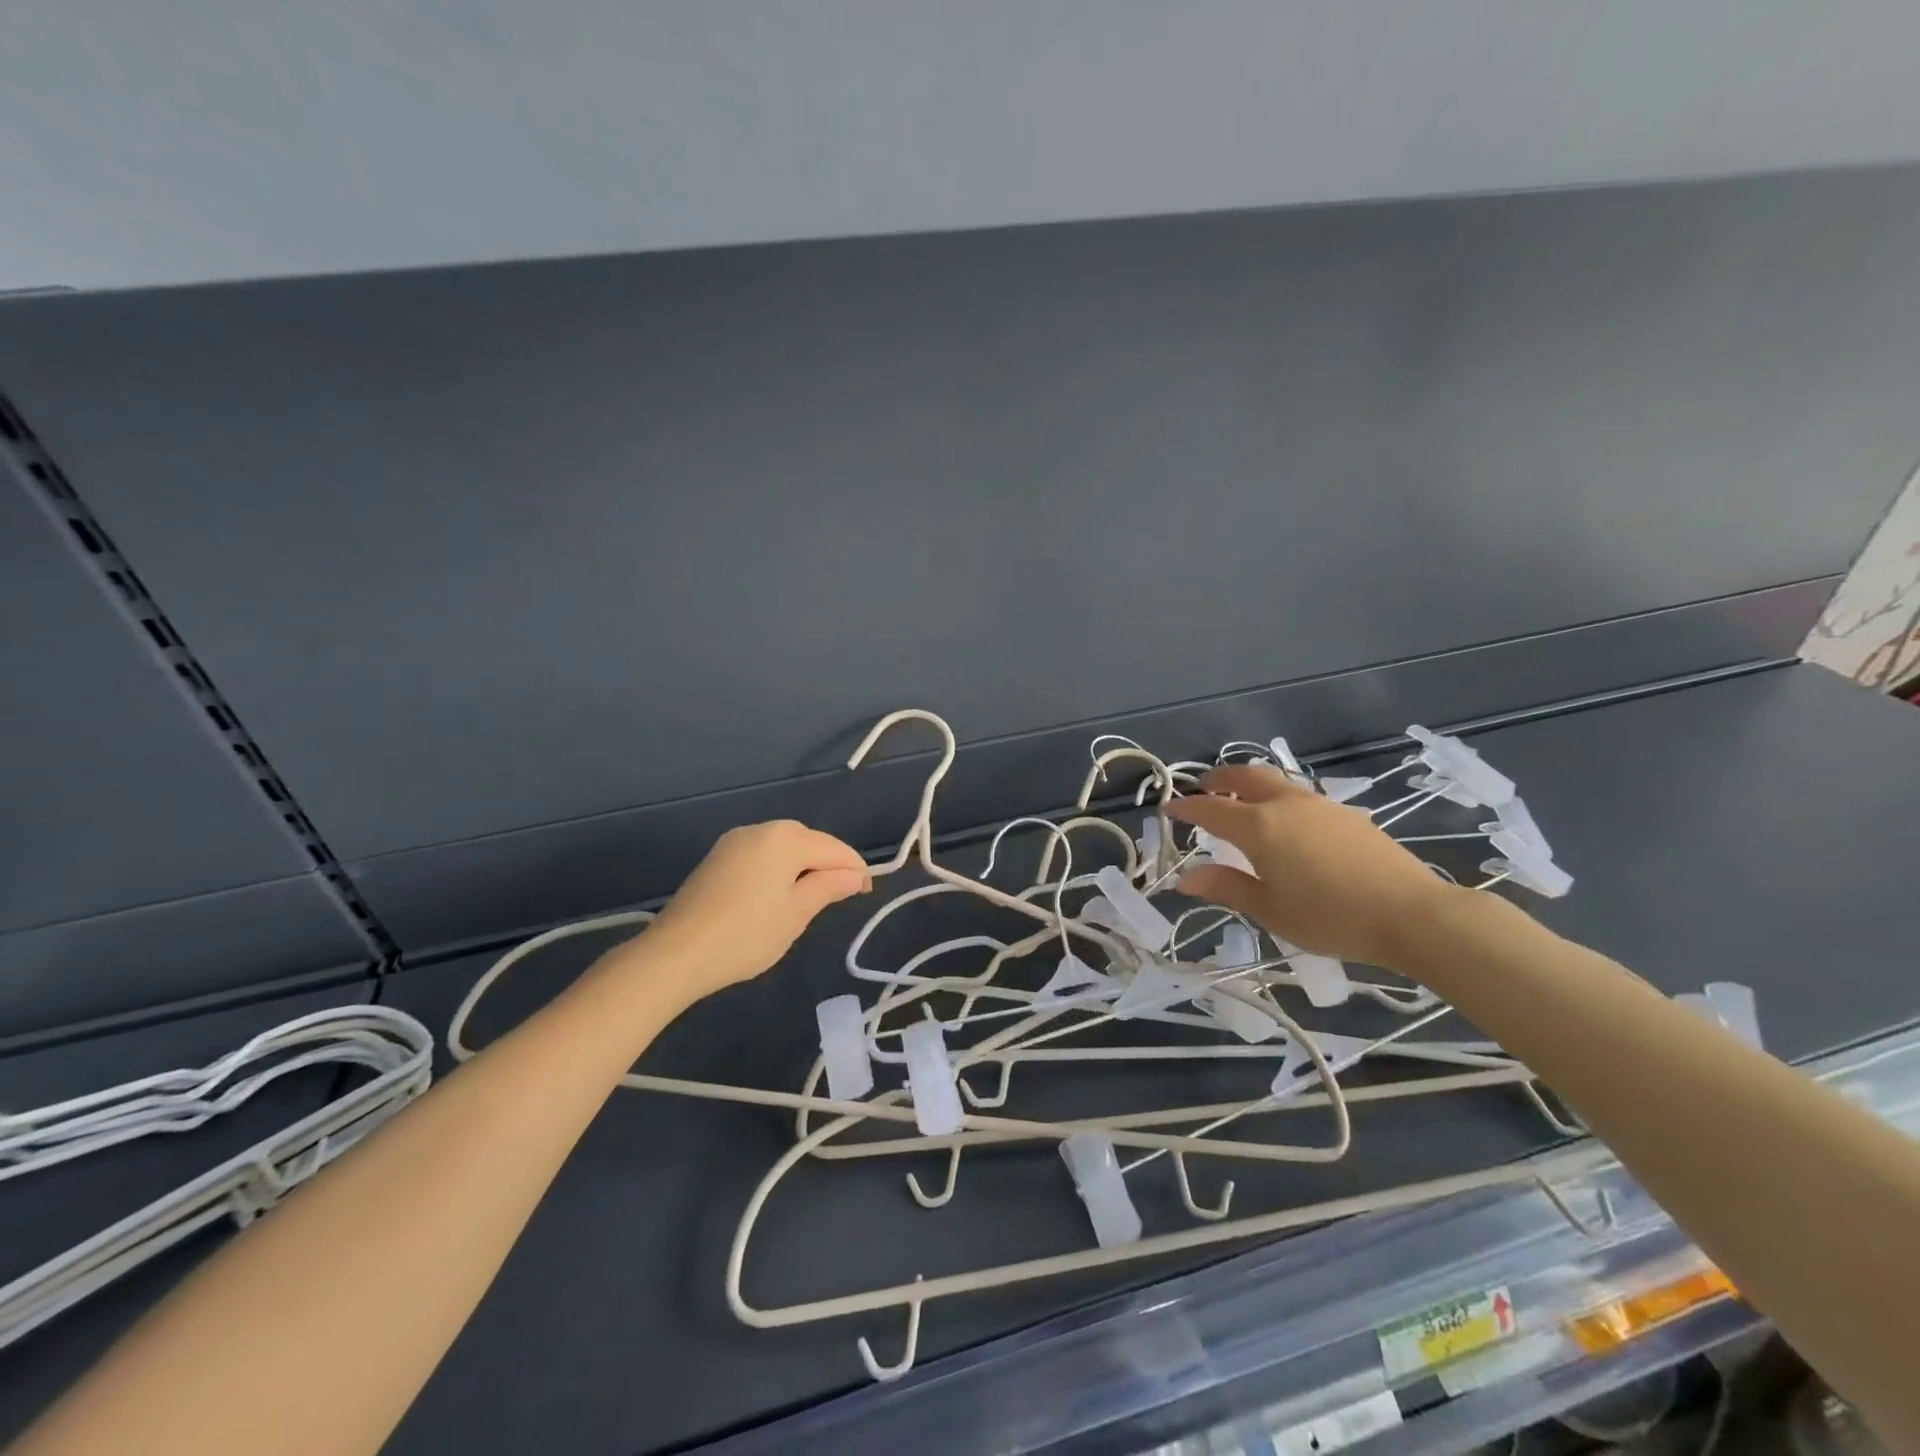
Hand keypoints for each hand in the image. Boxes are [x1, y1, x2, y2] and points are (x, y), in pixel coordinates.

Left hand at [634, 820, 870, 1000]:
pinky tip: (777, 894)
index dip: (854, 869)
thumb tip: (855, 875)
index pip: (833, 848)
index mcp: (785, 839)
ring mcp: (735, 841)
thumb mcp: (796, 914)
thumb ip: (828, 887)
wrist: (675, 954)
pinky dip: (778, 868)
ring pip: (783, 846)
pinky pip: (761, 854)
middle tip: (840, 896)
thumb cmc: (746, 935)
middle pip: (808, 840)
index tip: (866, 893)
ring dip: (802, 865)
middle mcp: (761, 829)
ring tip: (812, 897)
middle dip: (828, 863)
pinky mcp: (718, 857)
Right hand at [1167, 764, 1456, 968]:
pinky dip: (1277, 797)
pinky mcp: (1345, 814)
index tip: (1168, 809)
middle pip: (1244, 777)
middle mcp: (1285, 805)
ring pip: (1274, 782)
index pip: (1210, 809)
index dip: (1186, 808)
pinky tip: (1285, 822)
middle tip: (1202, 788)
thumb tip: (1184, 878)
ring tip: (1240, 801)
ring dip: (1249, 784)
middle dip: (1218, 779)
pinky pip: (1298, 795)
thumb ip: (1226, 887)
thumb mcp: (1269, 910)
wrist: (1412, 914)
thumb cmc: (1330, 917)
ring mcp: (1319, 805)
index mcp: (1259, 827)